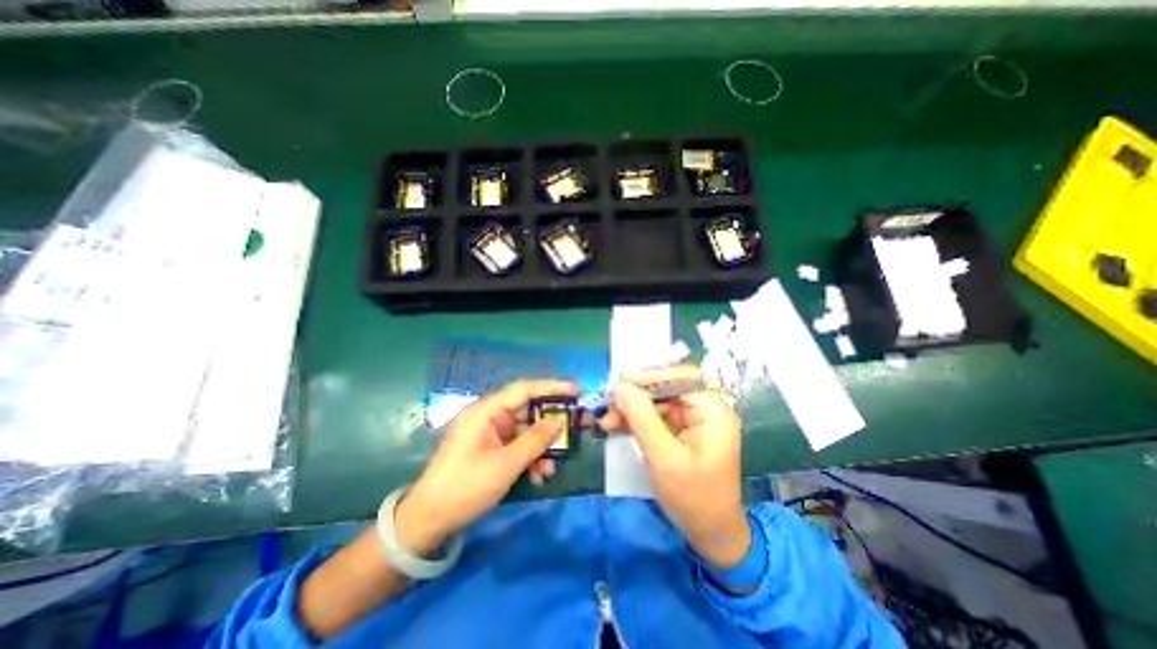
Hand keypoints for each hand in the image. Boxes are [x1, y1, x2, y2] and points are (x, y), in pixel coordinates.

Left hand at [395, 381, 578, 555]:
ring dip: (541, 448)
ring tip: (552, 468)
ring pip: (525, 431)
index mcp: (486, 411)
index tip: (576, 390)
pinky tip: (538, 476)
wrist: (429, 522)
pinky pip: (518, 446)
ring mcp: (490, 434)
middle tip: (577, 426)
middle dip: (551, 423)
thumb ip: (535, 441)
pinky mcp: (491, 450)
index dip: (551, 387)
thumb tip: (559, 423)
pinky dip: (530, 458)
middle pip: (528, 411)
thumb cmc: (465, 487)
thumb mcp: (505, 464)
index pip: (524, 389)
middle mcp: (489, 417)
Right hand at [596, 366, 751, 566]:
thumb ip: (641, 418)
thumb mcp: (663, 457)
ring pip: (657, 402)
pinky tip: (616, 426)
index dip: (651, 375)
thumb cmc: (693, 498)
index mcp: (713, 411)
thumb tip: (620, 386)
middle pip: (666, 389)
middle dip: (636, 396)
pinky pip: (656, 417)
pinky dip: (636, 421)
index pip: (681, 377)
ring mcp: (693, 420)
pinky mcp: (682, 431)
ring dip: (631, 409)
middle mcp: (705, 410)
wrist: (710, 534)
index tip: (621, 381)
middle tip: (609, 402)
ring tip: (606, 420)